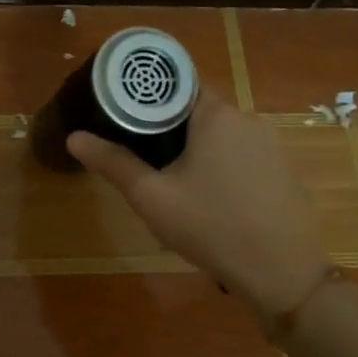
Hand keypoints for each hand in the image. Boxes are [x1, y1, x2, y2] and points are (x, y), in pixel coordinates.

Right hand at [67, 90, 330, 330]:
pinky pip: (241, 159)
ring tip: (169, 184)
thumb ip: (113, 163)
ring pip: (221, 138)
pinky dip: (220, 170)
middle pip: (199, 111)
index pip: (178, 84)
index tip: (125, 115)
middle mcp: (248, 120)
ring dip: (195, 152)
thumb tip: (74, 137)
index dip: (149, 96)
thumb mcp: (152, 197)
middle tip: (140, 157)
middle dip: (169, 130)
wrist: (282, 272)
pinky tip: (208, 203)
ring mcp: (271, 147)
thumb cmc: (211, 226)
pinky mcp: (283, 173)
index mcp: (217, 115)